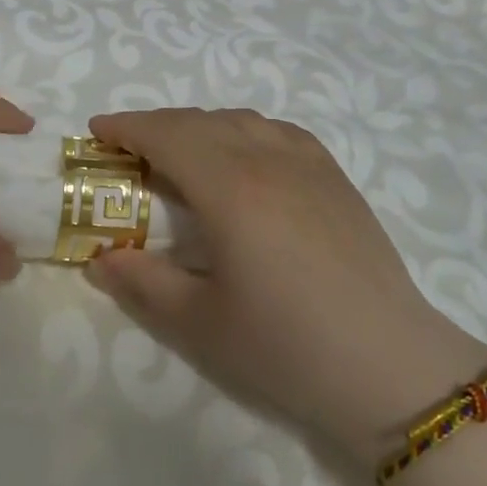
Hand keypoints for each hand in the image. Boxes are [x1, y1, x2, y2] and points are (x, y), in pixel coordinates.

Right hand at [84, 108, 486, 461]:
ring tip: (180, 153)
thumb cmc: (285, 346)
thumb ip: (142, 283)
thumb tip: (99, 258)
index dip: (128, 126)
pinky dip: (244, 131)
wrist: (388, 365)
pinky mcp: (336, 178)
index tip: (97, 130)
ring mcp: (308, 164)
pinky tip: (244, 157)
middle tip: (127, 148)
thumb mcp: (199, 323)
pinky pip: (278, 131)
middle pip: (201, 121)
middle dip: (157, 125)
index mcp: (230, 188)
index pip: (168, 135)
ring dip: (200, 126)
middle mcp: (268, 159)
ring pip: (241, 120)